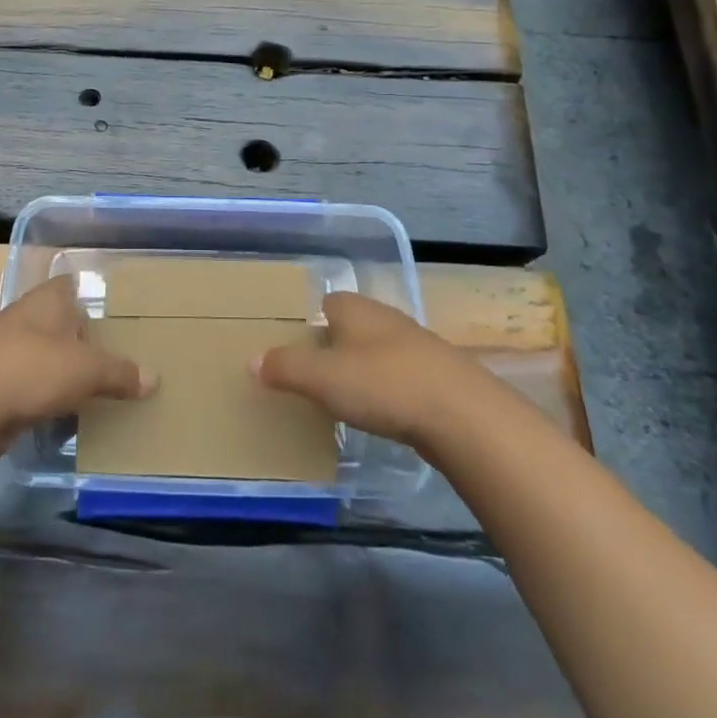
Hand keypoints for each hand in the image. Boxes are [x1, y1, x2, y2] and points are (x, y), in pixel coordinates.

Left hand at [0, 276, 154, 449]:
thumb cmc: (30, 369)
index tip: (122, 311)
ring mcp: (9, 351)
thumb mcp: (86, 369)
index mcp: (48, 300)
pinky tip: (74, 411)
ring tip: (107, 385)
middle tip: (125, 353)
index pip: (74, 284)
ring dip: (69, 369)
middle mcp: (28, 318)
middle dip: (88, 337)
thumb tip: (154, 378)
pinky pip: (36, 385)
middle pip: (64, 322)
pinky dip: (52, 396)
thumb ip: (120, 372)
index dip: (95, 293)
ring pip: (49, 355)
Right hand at [253, 292, 468, 448]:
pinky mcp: (438, 376)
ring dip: (362, 370)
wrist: (463, 414)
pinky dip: (387, 390)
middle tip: (312, 377)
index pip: (325, 303)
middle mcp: (385, 318)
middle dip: (333, 347)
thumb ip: (285, 368)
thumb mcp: (322, 378)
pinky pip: (400, 376)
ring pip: (377, 351)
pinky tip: (382, 413)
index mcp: (355, 308)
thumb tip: (253, 359)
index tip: (293, 350)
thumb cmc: (383, 384)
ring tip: (343, 399)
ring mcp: (416, 346)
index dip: (308, 323)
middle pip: (351, 326)